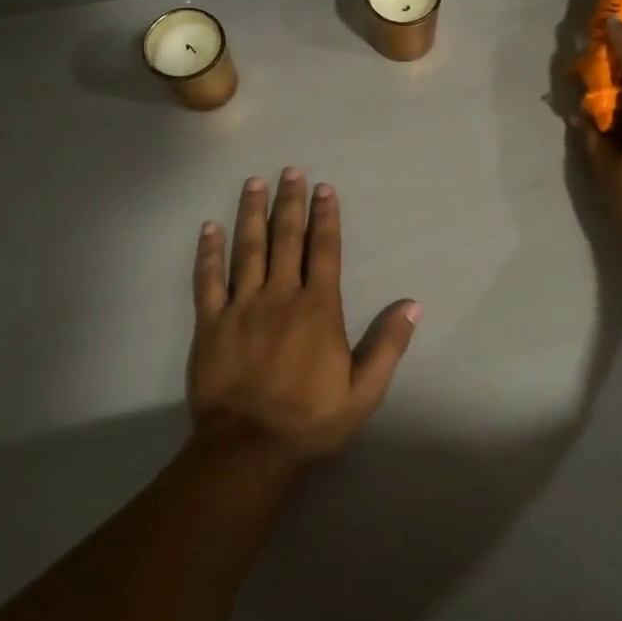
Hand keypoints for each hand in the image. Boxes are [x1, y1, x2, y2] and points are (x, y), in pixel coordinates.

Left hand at [188, 168, 420, 468]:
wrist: (249, 449)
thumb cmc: (311, 420)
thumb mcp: (365, 390)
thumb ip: (388, 345)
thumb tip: (413, 305)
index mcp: (318, 308)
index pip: (324, 251)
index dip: (326, 217)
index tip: (325, 189)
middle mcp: (280, 296)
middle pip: (286, 239)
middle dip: (290, 202)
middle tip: (290, 170)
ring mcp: (242, 307)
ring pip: (247, 249)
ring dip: (252, 213)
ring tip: (254, 183)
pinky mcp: (211, 323)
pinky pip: (208, 279)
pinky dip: (208, 252)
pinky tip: (209, 228)